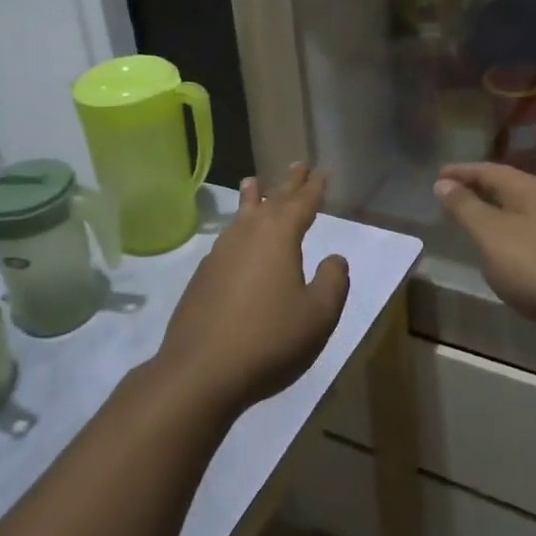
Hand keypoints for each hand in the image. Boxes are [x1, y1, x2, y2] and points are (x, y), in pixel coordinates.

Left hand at [155, 163, 349, 420]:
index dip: (314, 188)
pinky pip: (227, 239)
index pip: (302, 203)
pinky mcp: (203, 276)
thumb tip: (335, 259)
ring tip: (254, 182)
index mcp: (279, 237)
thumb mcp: (318, 315)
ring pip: (242, 215)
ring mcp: (220, 254)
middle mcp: (247, 235)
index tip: (321, 171)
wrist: (200, 372)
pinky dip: (238, 227)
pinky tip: (236, 239)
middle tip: (297, 164)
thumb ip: (333, 282)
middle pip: (272, 200)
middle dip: (287, 183)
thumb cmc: (269, 340)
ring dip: (253, 198)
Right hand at [434, 163, 535, 343]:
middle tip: (447, 194)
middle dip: (475, 188)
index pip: (488, 170)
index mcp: (527, 189)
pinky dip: (502, 234)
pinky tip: (495, 251)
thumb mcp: (491, 234)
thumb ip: (466, 208)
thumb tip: (443, 183)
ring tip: (466, 220)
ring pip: (514, 211)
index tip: (436, 175)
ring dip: (489, 212)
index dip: (461, 172)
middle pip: (504, 187)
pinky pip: (523, 234)